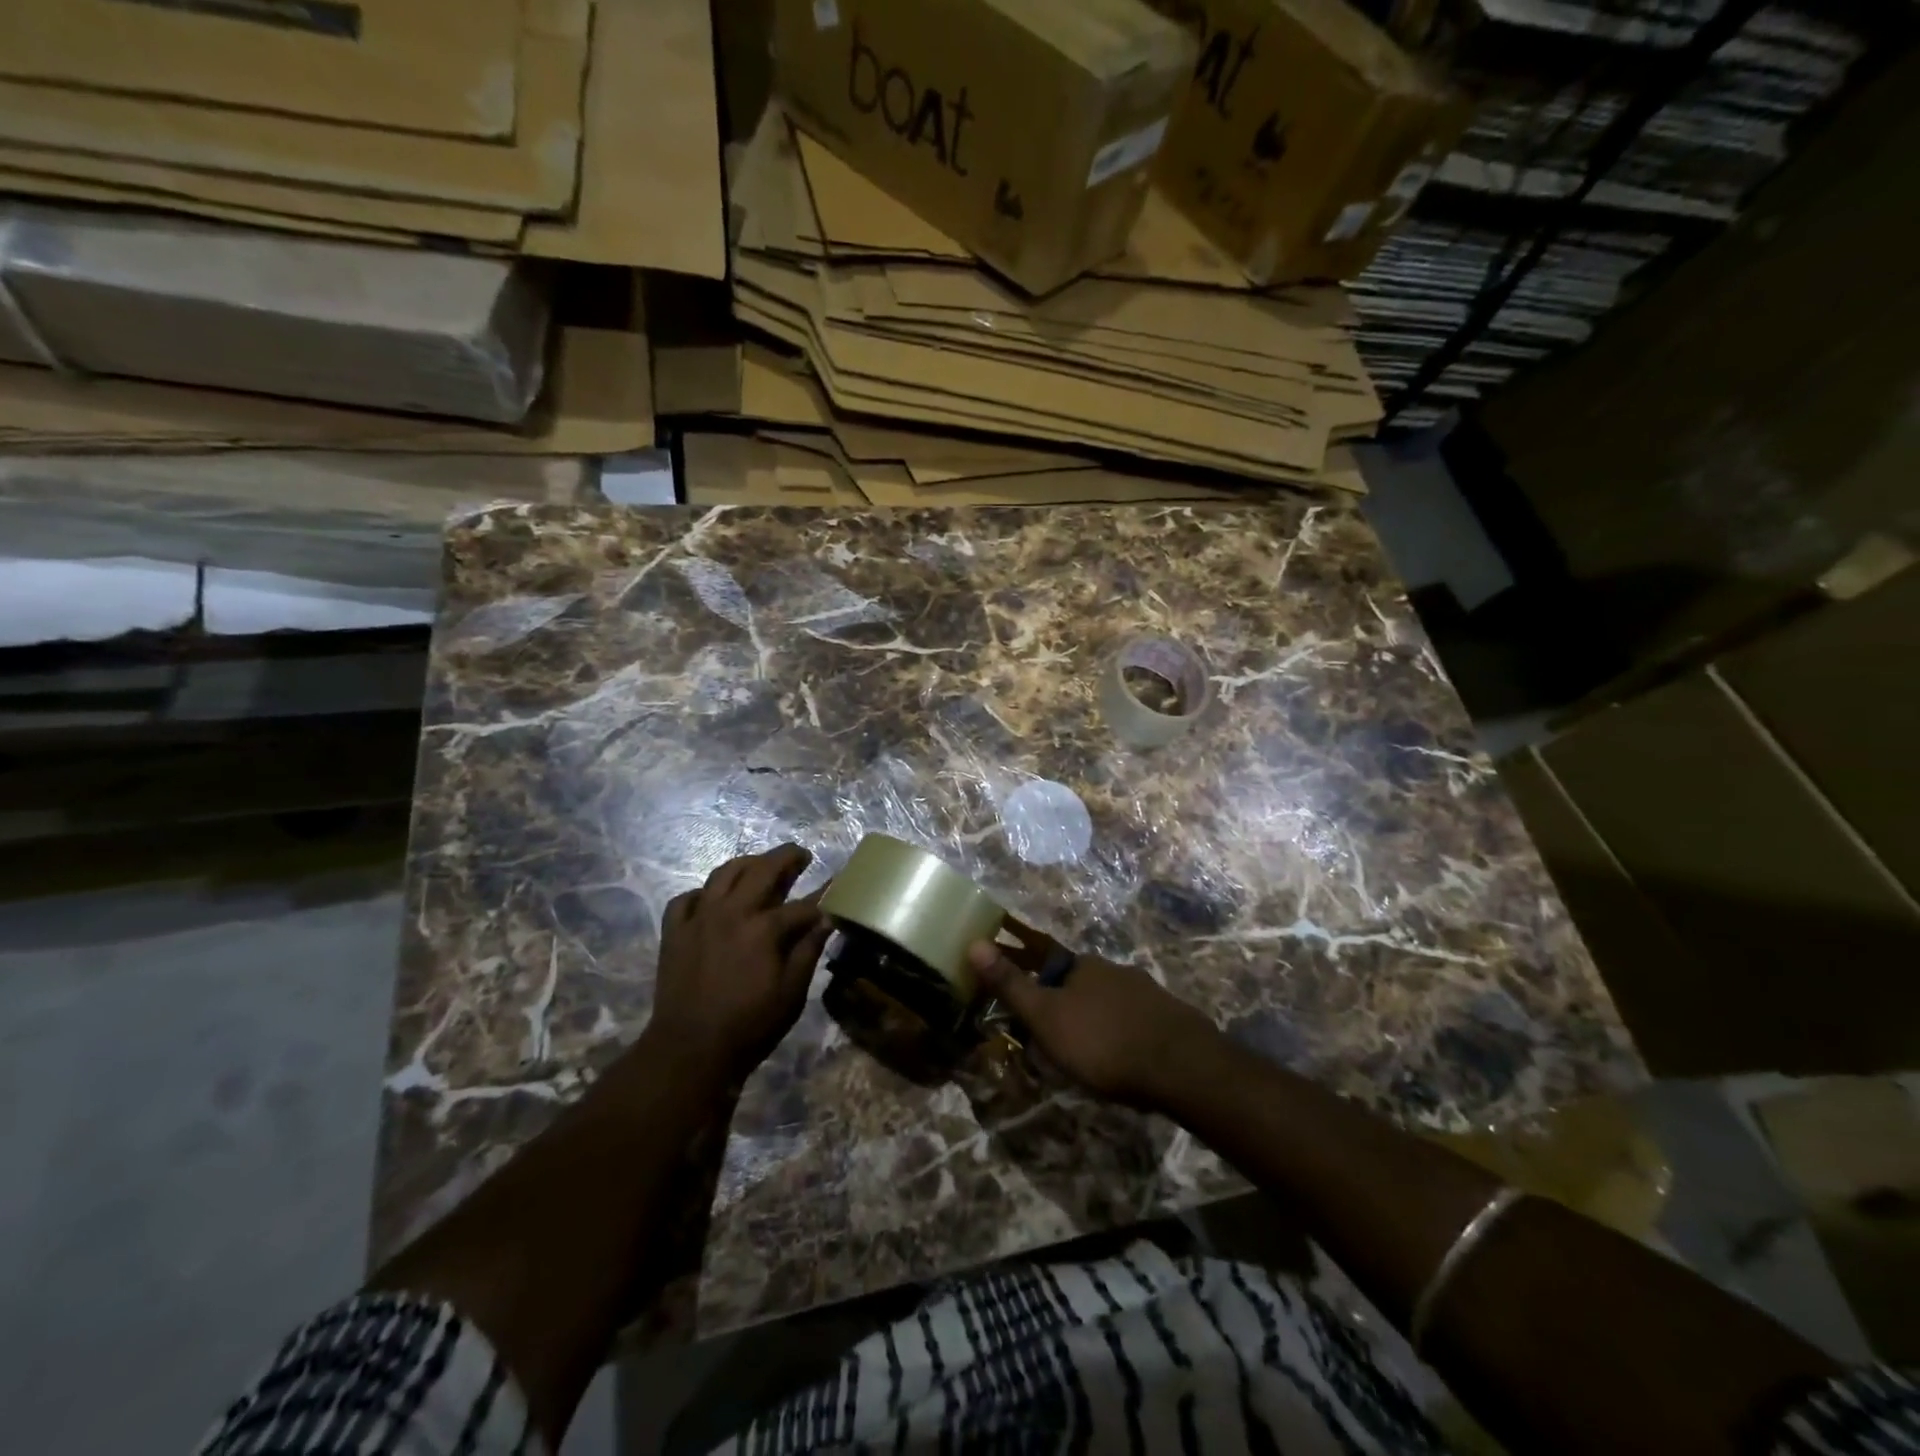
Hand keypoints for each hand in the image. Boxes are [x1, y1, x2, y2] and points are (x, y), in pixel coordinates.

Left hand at [649, 844, 830, 1082]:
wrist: (690, 1050)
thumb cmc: (749, 1025)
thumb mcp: (791, 993)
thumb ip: (808, 951)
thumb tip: (827, 920)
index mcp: (764, 928)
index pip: (802, 905)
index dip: (824, 896)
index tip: (837, 886)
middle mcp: (731, 912)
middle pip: (762, 870)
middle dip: (787, 858)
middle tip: (801, 856)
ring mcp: (699, 919)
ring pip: (723, 874)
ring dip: (747, 864)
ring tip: (760, 865)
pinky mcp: (674, 932)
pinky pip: (686, 899)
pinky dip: (703, 893)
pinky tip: (712, 900)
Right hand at [967, 922, 1220, 1109]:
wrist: (1182, 1066)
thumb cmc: (1102, 1042)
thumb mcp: (1046, 1017)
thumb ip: (1010, 984)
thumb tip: (974, 941)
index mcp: (1080, 966)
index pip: (1043, 959)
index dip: (1027, 973)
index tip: (1017, 991)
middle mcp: (1111, 969)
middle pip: (1075, 979)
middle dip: (1060, 997)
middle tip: (1049, 1029)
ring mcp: (1143, 991)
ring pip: (1105, 998)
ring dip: (1090, 1015)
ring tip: (1083, 1046)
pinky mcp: (1167, 1016)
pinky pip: (1131, 1018)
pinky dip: (1118, 1030)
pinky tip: (1120, 1052)